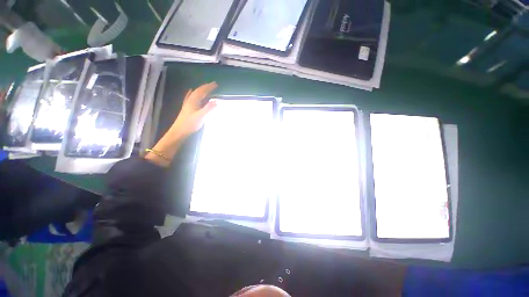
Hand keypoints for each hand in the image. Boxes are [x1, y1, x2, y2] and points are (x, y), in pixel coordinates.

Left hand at [172, 82, 217, 137]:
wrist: (179, 130)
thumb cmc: (190, 124)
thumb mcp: (201, 116)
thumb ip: (209, 108)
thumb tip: (216, 100)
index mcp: (194, 101)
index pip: (202, 91)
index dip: (209, 87)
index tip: (216, 84)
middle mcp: (190, 100)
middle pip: (198, 91)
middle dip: (206, 87)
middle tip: (213, 84)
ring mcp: (188, 104)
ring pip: (195, 93)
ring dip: (201, 89)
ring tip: (206, 87)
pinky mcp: (187, 108)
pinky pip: (190, 97)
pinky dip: (192, 93)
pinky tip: (190, 91)